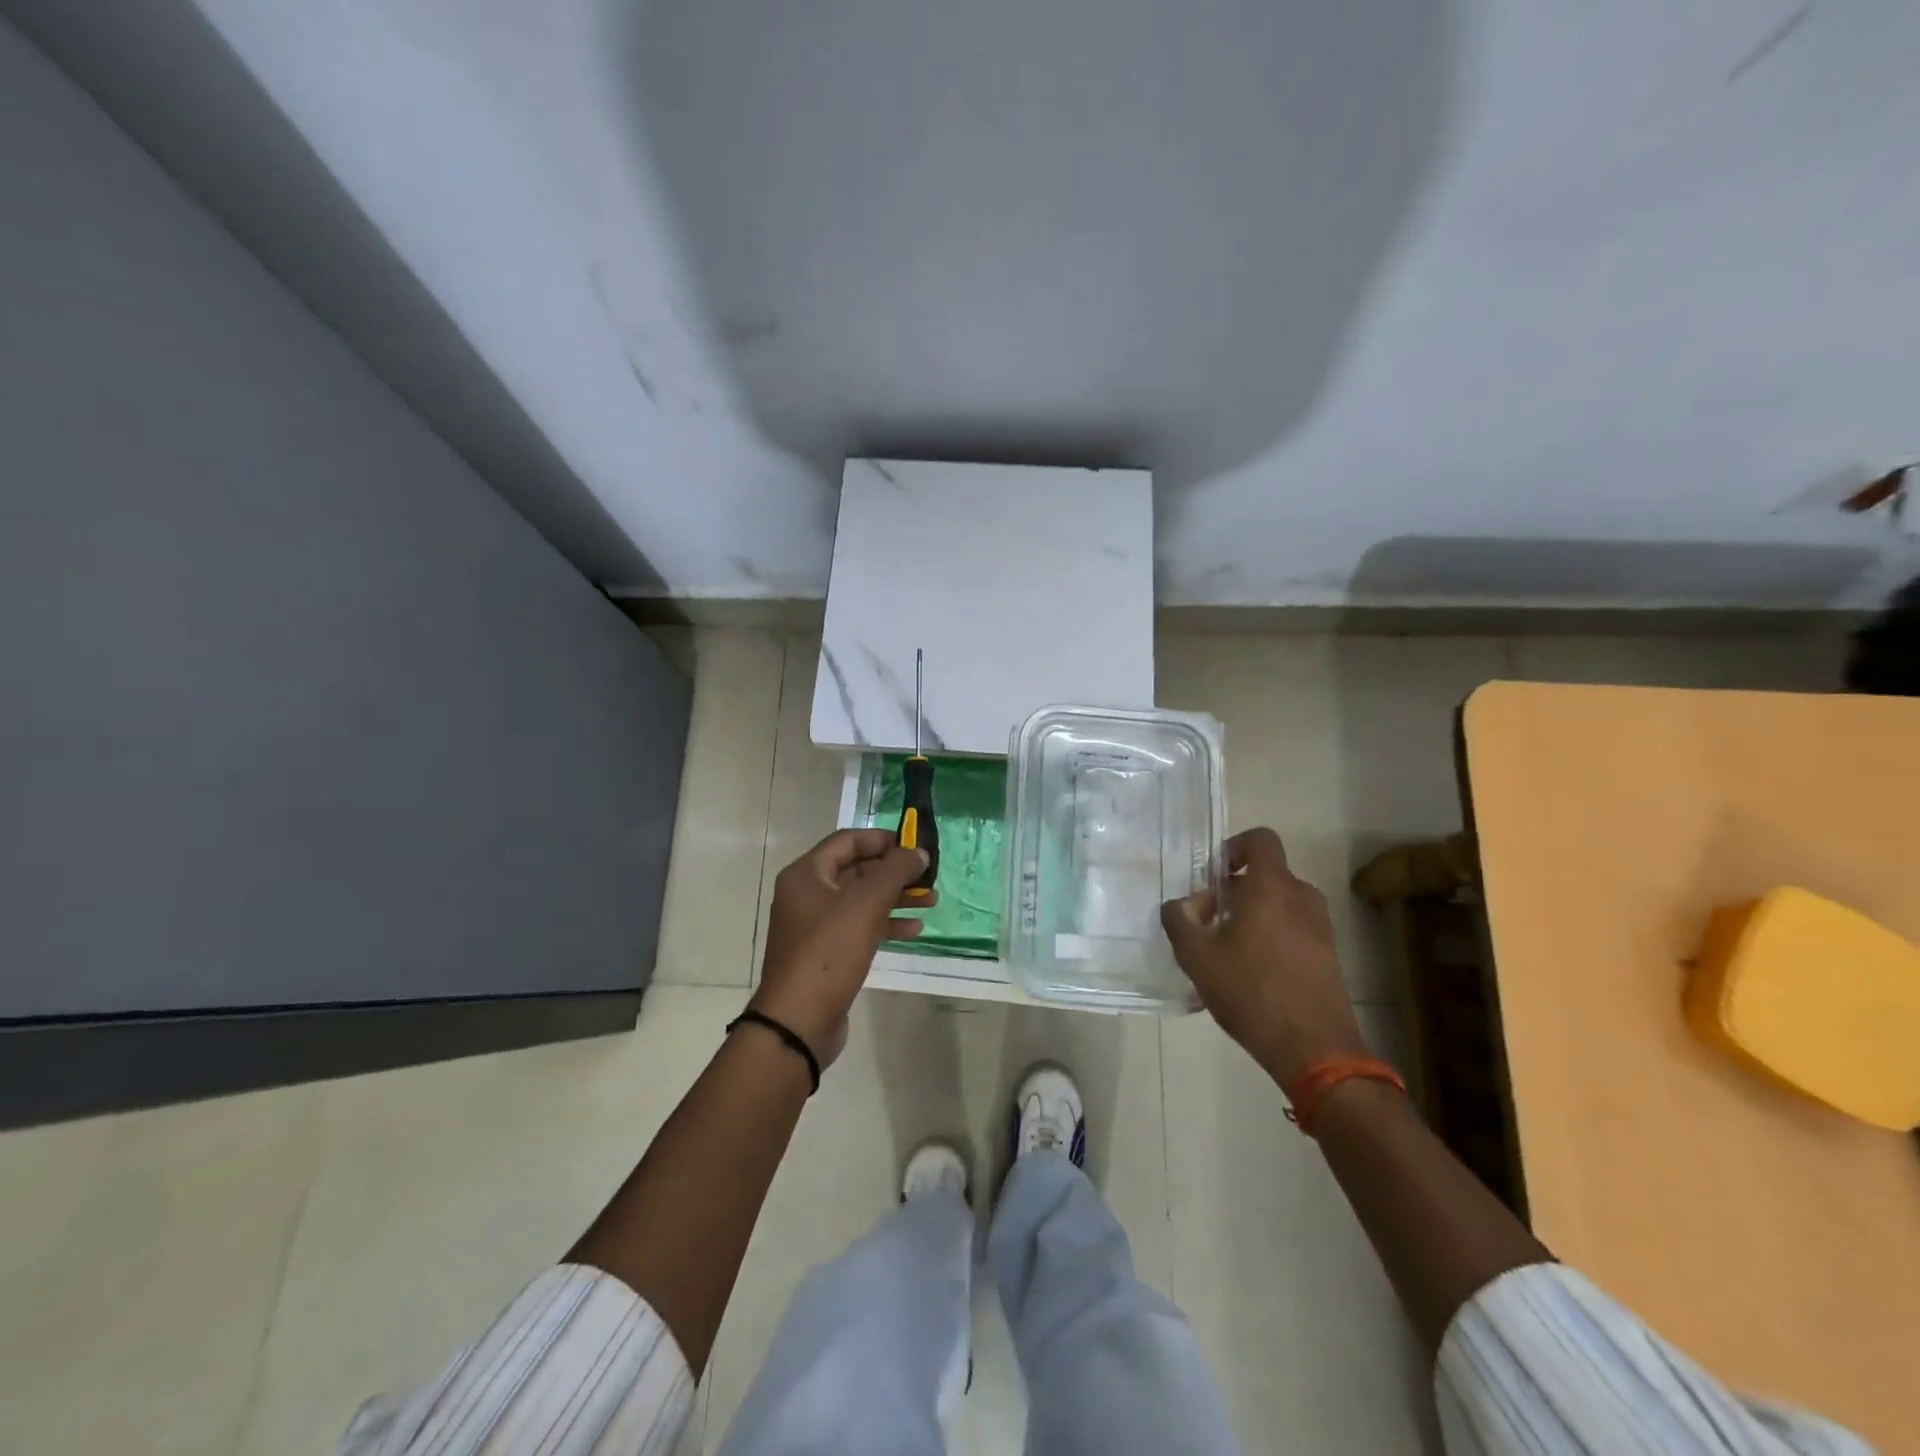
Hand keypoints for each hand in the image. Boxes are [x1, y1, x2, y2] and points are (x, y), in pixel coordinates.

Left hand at [751, 829, 932, 1068]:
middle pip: (856, 870)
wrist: (798, 1021)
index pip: (847, 841)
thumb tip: (918, 852)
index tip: (914, 845)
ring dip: (895, 898)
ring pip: (860, 900)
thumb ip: (895, 871)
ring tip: (931, 901)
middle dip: (894, 872)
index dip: (882, 839)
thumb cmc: (829, 952)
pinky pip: (858, 927)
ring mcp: (814, 926)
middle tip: (928, 877)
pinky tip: (914, 930)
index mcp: (806, 874)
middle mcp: (806, 894)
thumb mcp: (866, 904)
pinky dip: (885, 924)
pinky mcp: (825, 953)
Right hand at [1160, 827, 1371, 1087]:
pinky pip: (1293, 928)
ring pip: (1279, 903)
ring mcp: (1320, 926)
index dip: (1233, 848)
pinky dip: (1271, 936)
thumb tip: (1181, 905)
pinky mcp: (1328, 954)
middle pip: (1265, 875)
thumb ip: (1179, 920)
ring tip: (1226, 950)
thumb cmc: (1251, 991)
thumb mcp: (1197, 956)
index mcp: (1271, 887)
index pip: (1260, 840)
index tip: (1213, 878)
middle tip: (1207, 922)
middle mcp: (1301, 897)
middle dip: (1233, 891)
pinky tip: (1250, 973)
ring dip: (1251, 915)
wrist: (1315, 1049)